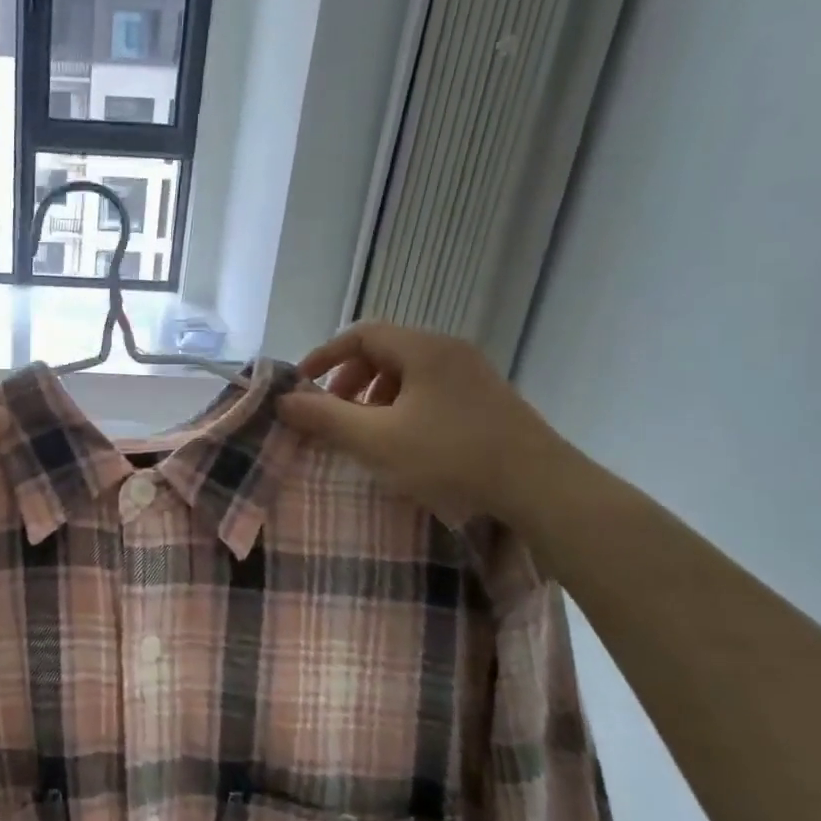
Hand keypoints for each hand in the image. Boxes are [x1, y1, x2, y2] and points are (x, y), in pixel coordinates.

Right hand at [278, 321, 570, 524]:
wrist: (537, 486)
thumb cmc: (449, 456)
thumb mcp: (375, 440)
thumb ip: (325, 418)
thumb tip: (283, 401)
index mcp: (423, 349)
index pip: (361, 334)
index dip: (325, 355)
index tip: (303, 385)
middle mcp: (449, 351)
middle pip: (385, 351)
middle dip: (350, 380)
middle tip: (334, 413)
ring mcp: (472, 375)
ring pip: (408, 373)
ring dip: (376, 396)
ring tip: (366, 431)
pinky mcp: (486, 400)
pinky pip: (431, 390)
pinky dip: (403, 407)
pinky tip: (403, 442)